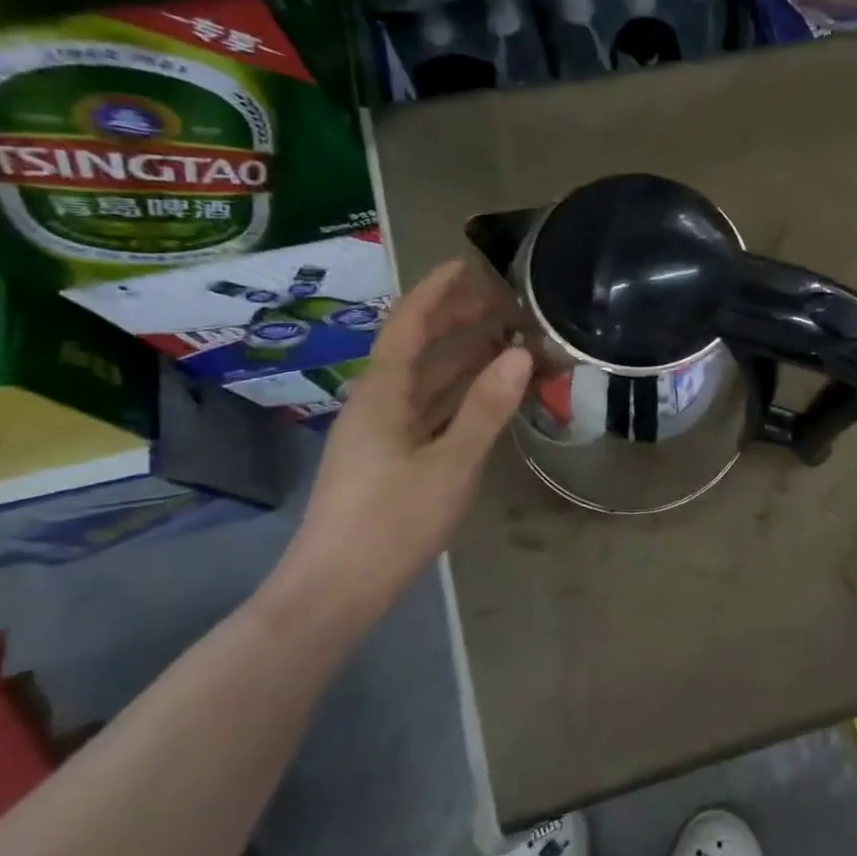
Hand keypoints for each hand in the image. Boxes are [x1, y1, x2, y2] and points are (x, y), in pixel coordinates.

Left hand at [271, 260, 531, 619]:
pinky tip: (483, 396)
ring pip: (423, 380)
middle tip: (502, 302)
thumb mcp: (450, 464)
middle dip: (454, 320)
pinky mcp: (388, 459)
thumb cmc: (391, 522)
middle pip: (416, 347)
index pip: (409, 325)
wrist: (335, 590)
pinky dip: (457, 393)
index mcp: (383, 394)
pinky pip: (427, 409)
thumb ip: (486, 408)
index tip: (468, 264)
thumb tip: (521, 355)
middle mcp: (377, 404)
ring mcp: (380, 433)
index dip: (437, 291)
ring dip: (460, 357)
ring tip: (504, 340)